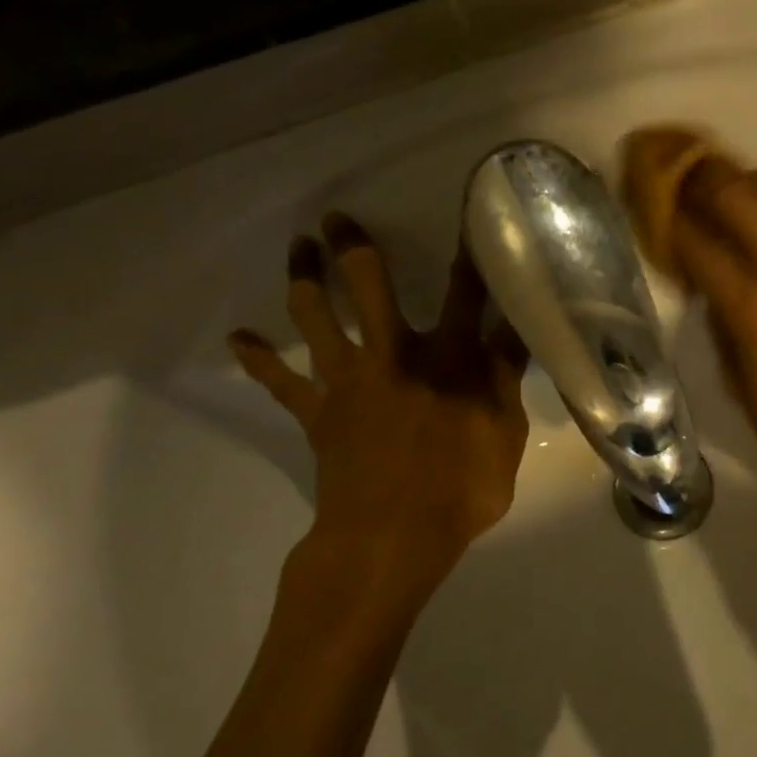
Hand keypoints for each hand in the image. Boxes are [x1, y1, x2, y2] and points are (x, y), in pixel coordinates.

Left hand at [229, 214, 529, 624]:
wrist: (392, 538)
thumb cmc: (462, 489)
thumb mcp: (507, 434)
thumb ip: (506, 379)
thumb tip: (516, 332)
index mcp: (449, 359)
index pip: (466, 295)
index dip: (470, 255)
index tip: (469, 219)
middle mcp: (394, 354)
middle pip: (370, 287)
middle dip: (355, 249)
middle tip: (338, 219)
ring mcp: (347, 380)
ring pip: (315, 317)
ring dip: (303, 278)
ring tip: (298, 248)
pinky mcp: (316, 412)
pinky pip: (279, 381)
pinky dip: (258, 358)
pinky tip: (239, 338)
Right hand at [623, 131, 756, 530]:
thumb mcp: (738, 384)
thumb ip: (721, 324)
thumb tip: (710, 287)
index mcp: (751, 305)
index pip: (695, 240)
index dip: (665, 216)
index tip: (650, 200)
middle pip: (737, 192)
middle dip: (701, 175)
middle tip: (684, 172)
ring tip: (742, 187)